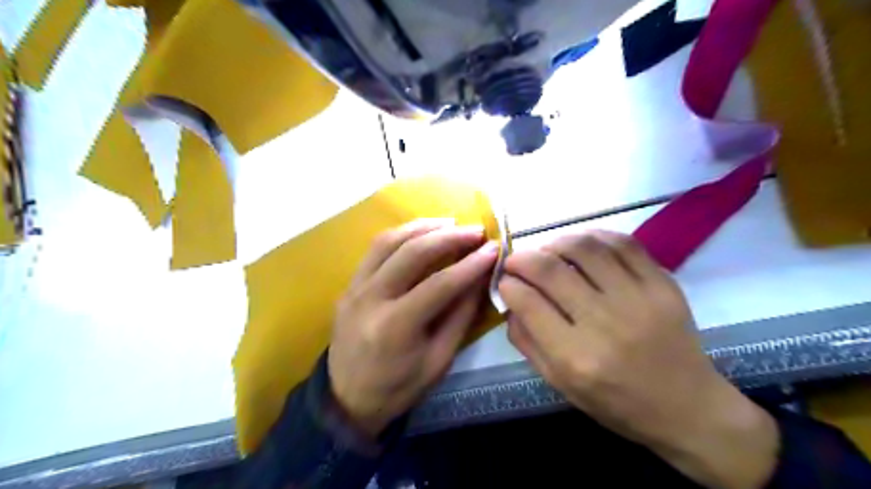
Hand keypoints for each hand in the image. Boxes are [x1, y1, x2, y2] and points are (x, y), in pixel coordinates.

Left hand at [332, 220, 499, 437]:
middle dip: (449, 237)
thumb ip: (460, 316)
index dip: (470, 264)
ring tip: (450, 223)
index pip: (440, 284)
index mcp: (395, 327)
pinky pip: (375, 249)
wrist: (346, 399)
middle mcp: (370, 299)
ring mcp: (354, 288)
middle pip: (412, 253)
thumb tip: (480, 279)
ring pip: (388, 241)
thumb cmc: (398, 387)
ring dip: (422, 227)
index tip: (493, 249)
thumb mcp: (439, 360)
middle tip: (475, 230)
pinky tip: (420, 233)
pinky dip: (401, 235)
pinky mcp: (349, 284)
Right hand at [500, 232, 778, 488]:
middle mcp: (604, 323)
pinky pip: (623, 243)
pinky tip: (582, 244)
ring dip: (555, 242)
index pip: (528, 302)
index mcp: (575, 357)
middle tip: (515, 261)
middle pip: (550, 270)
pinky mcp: (662, 284)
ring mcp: (637, 299)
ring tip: (547, 251)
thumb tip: (510, 301)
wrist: (688, 407)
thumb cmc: (616, 403)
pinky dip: (594, 236)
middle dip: (522, 258)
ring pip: (584, 248)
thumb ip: (527, 342)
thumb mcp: (560, 384)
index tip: (504, 281)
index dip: (508, 284)